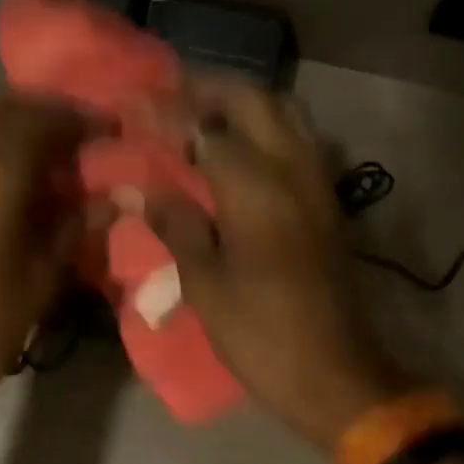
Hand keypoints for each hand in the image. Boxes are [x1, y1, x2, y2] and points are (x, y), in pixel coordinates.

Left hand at [0, 95, 96, 425]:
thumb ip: (74, 228)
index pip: (42, 121)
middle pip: (0, 107)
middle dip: (41, 113)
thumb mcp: (42, 281)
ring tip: (29, 147)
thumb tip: (107, 199)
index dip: (79, 120)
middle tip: (71, 136)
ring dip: (0, 118)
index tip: (106, 131)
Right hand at [146, 78, 411, 450]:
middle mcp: (294, 171)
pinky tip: (238, 150)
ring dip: (241, 104)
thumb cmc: (259, 334)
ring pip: (285, 114)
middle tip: (166, 98)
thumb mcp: (205, 283)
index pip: (205, 128)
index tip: (130, 102)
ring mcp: (317, 185)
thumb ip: (174, 225)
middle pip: (253, 102)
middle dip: (208, 90)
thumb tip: (134, 189)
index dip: (166, 113)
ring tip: (200, 116)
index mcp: (256, 189)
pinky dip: (265, 128)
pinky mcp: (327, 204)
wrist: (333, 373)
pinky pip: (298, 142)